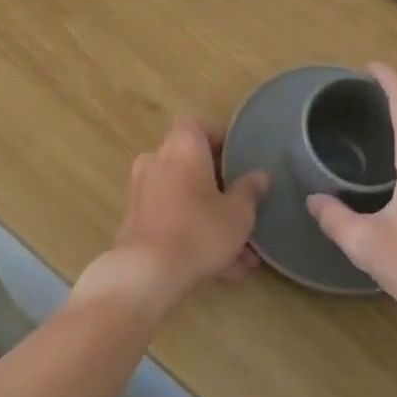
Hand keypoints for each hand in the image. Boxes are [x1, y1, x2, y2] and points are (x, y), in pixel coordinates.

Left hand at [82, 117, 267, 322]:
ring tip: (240, 255)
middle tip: (243, 211)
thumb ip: (250, 190)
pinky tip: (221, 270)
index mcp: (182, 146)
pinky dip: (192, 236)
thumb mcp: (238, 212)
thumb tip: (260, 175)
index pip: (196, 124)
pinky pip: (171, 219)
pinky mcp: (135, 221)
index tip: (237, 160)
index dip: (217, 138)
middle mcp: (157, 160)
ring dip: (211, 220)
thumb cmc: (200, 229)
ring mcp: (142, 191)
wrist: (147, 272)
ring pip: (185, 198)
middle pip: (192, 164)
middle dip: (220, 190)